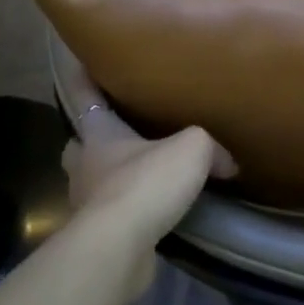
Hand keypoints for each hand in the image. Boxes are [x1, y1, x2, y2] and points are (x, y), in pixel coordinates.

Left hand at [55, 49, 236, 296]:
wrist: (120, 246)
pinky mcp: (98, 235)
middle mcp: (85, 165)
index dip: (82, 75)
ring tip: (144, 176)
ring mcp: (87, 203)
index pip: (83, 94)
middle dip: (94, 139)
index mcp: (99, 134)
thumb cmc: (146, 183)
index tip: (76, 58)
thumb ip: (210, 147)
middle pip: (81, 144)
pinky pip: (114, 214)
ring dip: (112, 177)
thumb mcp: (193, 148)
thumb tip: (226, 163)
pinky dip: (130, 211)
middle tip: (119, 135)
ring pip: (94, 181)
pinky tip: (154, 212)